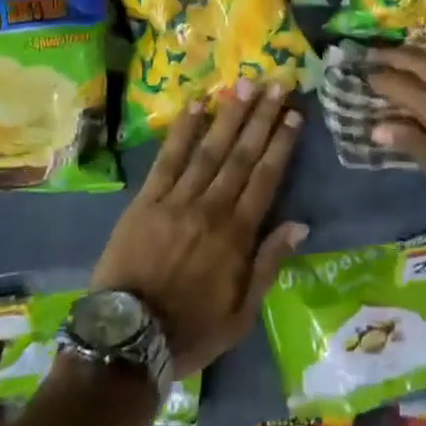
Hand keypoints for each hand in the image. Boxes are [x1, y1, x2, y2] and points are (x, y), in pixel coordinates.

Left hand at [91, 80, 308, 376]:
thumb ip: (269, 264)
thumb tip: (299, 224)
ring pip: (208, 149)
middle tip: (275, 84)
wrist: (126, 341)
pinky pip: (167, 159)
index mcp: (237, 235)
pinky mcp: (145, 200)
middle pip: (241, 154)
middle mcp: (211, 208)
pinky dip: (181, 131)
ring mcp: (176, 200)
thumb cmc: (190, 332)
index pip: (266, 178)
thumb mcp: (242, 314)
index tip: (294, 114)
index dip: (281, 143)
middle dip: (260, 117)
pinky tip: (194, 105)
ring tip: (243, 84)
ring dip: (228, 115)